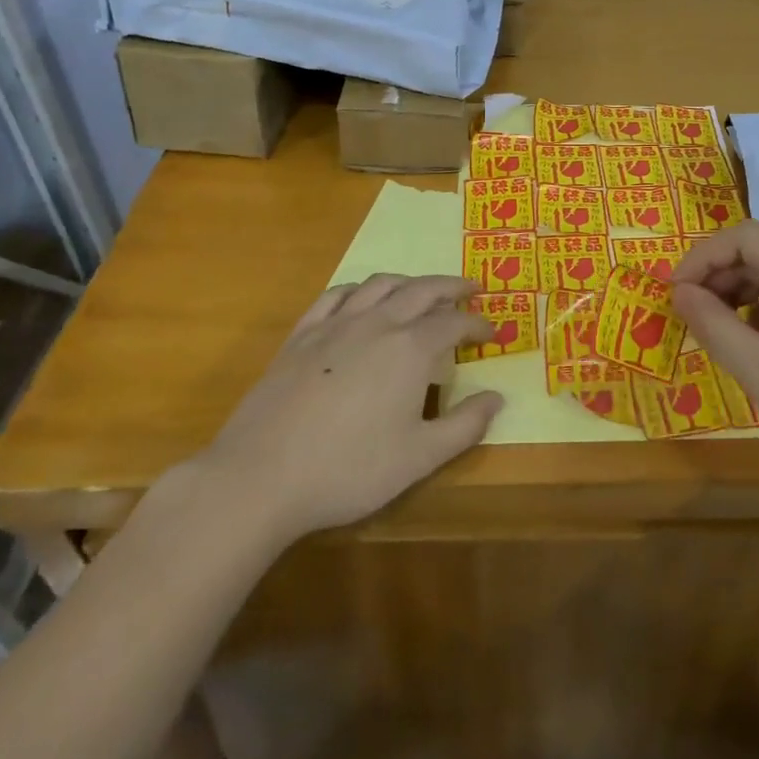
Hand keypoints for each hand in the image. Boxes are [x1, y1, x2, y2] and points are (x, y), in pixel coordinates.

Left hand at [189, 275, 502, 544]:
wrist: (261, 476)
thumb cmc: (348, 469)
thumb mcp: (419, 457)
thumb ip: (465, 426)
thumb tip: (497, 398)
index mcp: (410, 349)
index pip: (454, 324)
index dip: (477, 326)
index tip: (492, 333)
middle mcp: (377, 323)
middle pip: (421, 290)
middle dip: (451, 287)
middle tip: (471, 290)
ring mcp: (335, 325)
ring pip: (379, 284)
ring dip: (408, 281)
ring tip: (422, 290)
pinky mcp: (301, 335)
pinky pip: (335, 295)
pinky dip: (359, 289)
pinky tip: (362, 297)